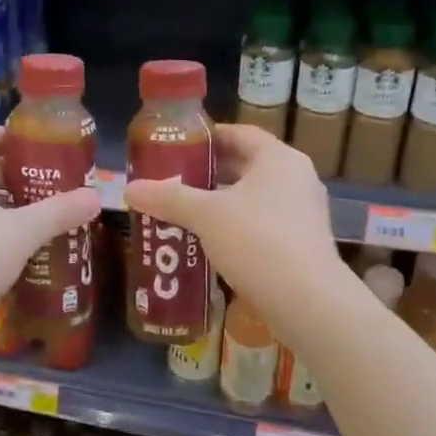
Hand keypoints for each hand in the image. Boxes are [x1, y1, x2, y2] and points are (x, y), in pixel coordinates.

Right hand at [125, 124, 341, 334]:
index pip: (239, 134)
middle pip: (246, 166)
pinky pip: (264, 224)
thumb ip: (168, 198)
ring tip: (185, 212)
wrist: (306, 301)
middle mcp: (297, 178)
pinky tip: (210, 243)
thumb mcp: (205, 215)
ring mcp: (304, 212)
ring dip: (222, 203)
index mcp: (278, 158)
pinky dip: (237, 227)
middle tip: (174, 182)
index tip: (178, 148)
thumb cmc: (256, 241)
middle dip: (209, 174)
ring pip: (254, 198)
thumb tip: (130, 189)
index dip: (208, 138)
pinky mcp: (303, 243)